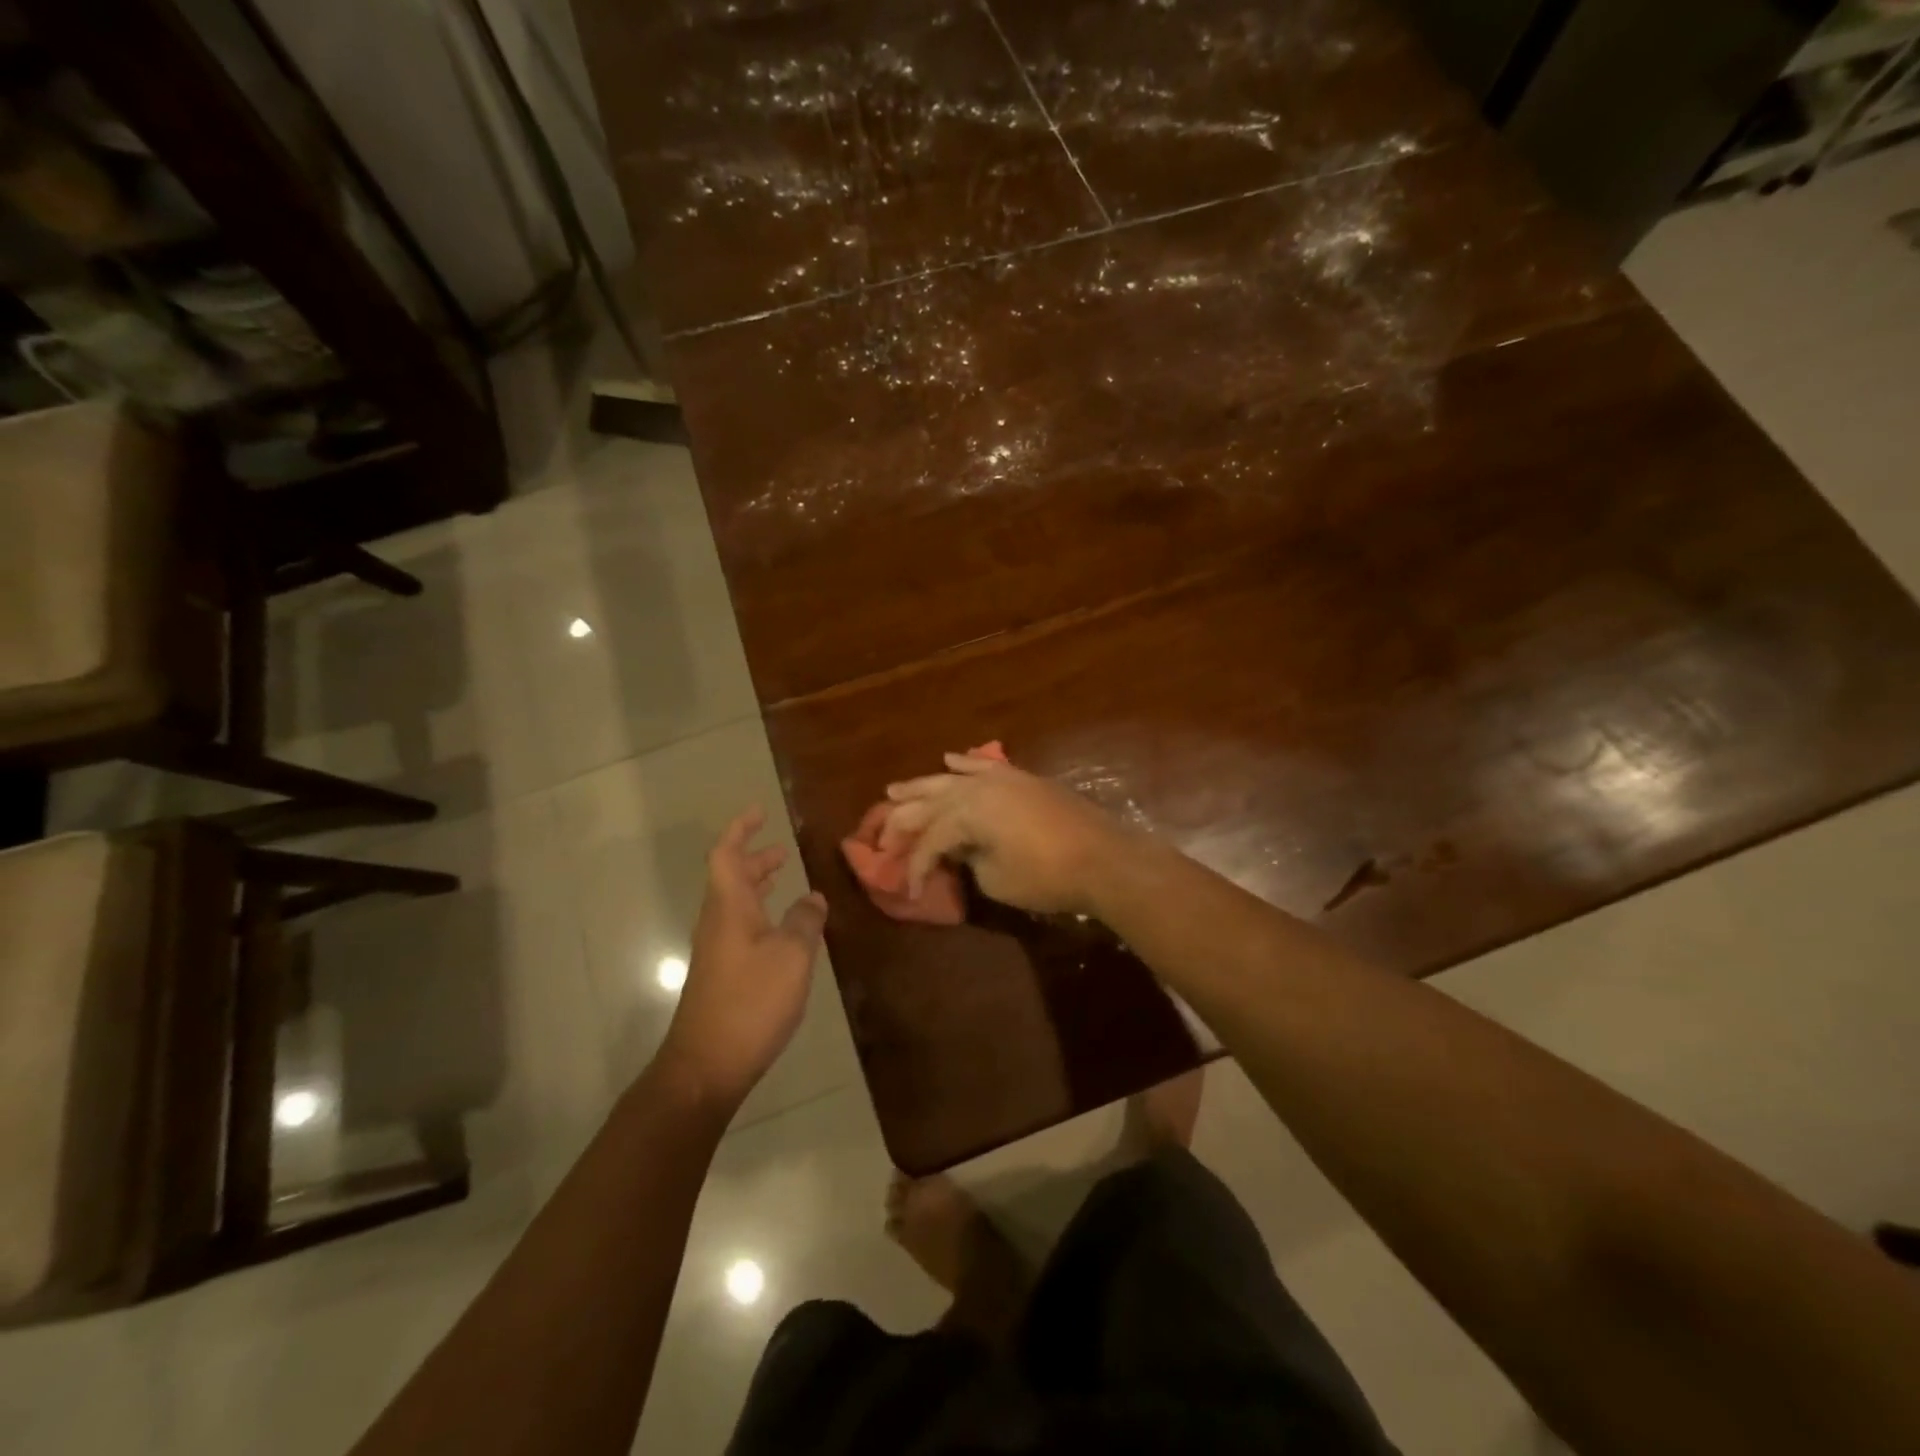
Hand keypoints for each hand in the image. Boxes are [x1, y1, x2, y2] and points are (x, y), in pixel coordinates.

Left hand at [657, 808, 827, 1110]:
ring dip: (757, 884)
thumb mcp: (792, 956)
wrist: (707, 1065)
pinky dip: (761, 912)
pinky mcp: (722, 974)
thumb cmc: (751, 1002)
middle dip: (754, 857)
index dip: (741, 829)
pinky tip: (782, 928)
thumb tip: (812, 897)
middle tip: (781, 847)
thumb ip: (804, 921)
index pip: (728, 854)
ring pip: (735, 902)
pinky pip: (740, 926)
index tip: (760, 811)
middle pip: (730, 876)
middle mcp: (718, 922)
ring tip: (784, 877)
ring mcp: (717, 949)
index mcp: (730, 907)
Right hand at [882, 751, 1134, 916]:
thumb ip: (969, 860)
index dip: (915, 866)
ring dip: (923, 784)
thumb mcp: (996, 878)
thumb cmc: (1046, 876)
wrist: (1103, 857)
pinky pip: (985, 765)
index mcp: (967, 813)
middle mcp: (978, 787)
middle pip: (930, 801)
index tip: (909, 890)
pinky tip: (950, 760)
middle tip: (880, 830)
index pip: (929, 839)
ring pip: (952, 778)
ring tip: (895, 788)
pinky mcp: (1023, 779)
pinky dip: (965, 763)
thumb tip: (961, 850)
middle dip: (904, 817)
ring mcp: (1002, 778)